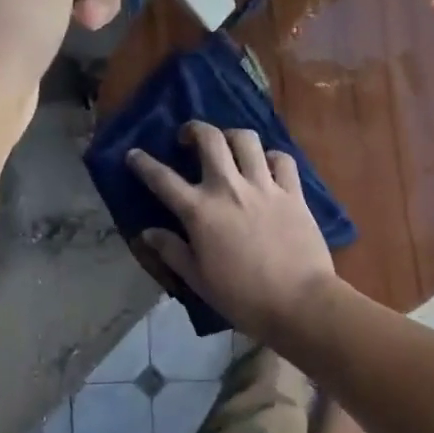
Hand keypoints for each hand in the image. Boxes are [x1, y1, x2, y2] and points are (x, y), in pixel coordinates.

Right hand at [127, 122, 337, 343]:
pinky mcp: (293, 192)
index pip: (162, 179)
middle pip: (209, 139)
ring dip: (232, 136)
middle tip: (188, 138)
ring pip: (246, 139)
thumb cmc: (243, 298)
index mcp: (200, 211)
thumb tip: (147, 233)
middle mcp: (229, 188)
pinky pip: (282, 159)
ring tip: (228, 146)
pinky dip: (272, 157)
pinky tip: (267, 166)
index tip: (134, 154)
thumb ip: (172, 251)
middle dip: (193, 129)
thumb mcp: (198, 279)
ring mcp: (264, 186)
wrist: (299, 302)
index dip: (143, 163)